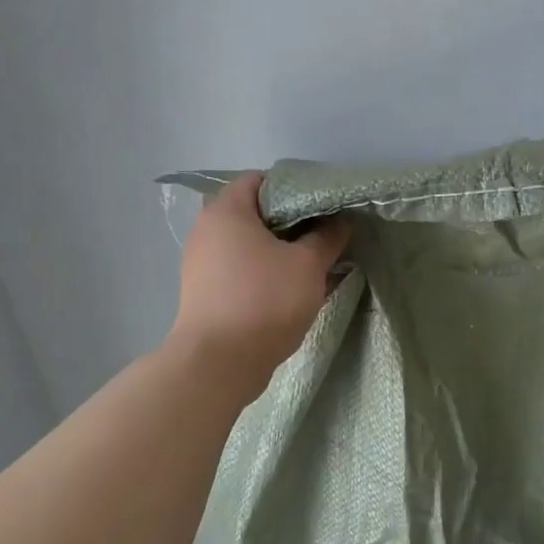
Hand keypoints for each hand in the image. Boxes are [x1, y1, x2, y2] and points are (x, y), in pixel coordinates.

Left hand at [171, 171, 350, 388]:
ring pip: (251, 246)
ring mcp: (203, 264)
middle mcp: (208, 231)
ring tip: (317, 263)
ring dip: (283, 252)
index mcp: (226, 212)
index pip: (260, 180)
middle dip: (294, 223)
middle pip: (256, 214)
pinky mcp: (207, 293)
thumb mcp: (307, 265)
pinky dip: (268, 274)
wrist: (219, 363)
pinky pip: (244, 271)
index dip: (294, 188)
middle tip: (327, 235)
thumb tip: (341, 221)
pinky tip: (296, 289)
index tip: (323, 206)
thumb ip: (327, 238)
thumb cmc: (264, 300)